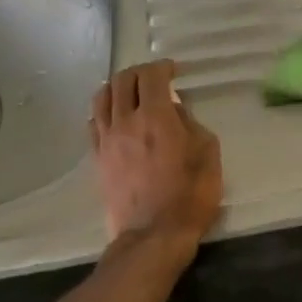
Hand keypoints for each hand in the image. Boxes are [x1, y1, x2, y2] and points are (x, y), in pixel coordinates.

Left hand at [90, 61, 221, 250]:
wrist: (153, 234)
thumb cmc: (189, 195)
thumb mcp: (208, 154)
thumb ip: (192, 125)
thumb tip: (176, 112)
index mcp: (156, 117)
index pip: (151, 76)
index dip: (163, 67)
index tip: (174, 71)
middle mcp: (126, 121)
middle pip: (123, 80)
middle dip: (140, 72)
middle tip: (154, 78)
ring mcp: (106, 140)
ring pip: (102, 97)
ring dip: (117, 87)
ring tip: (131, 92)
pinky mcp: (97, 158)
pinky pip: (93, 123)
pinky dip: (104, 111)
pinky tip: (115, 118)